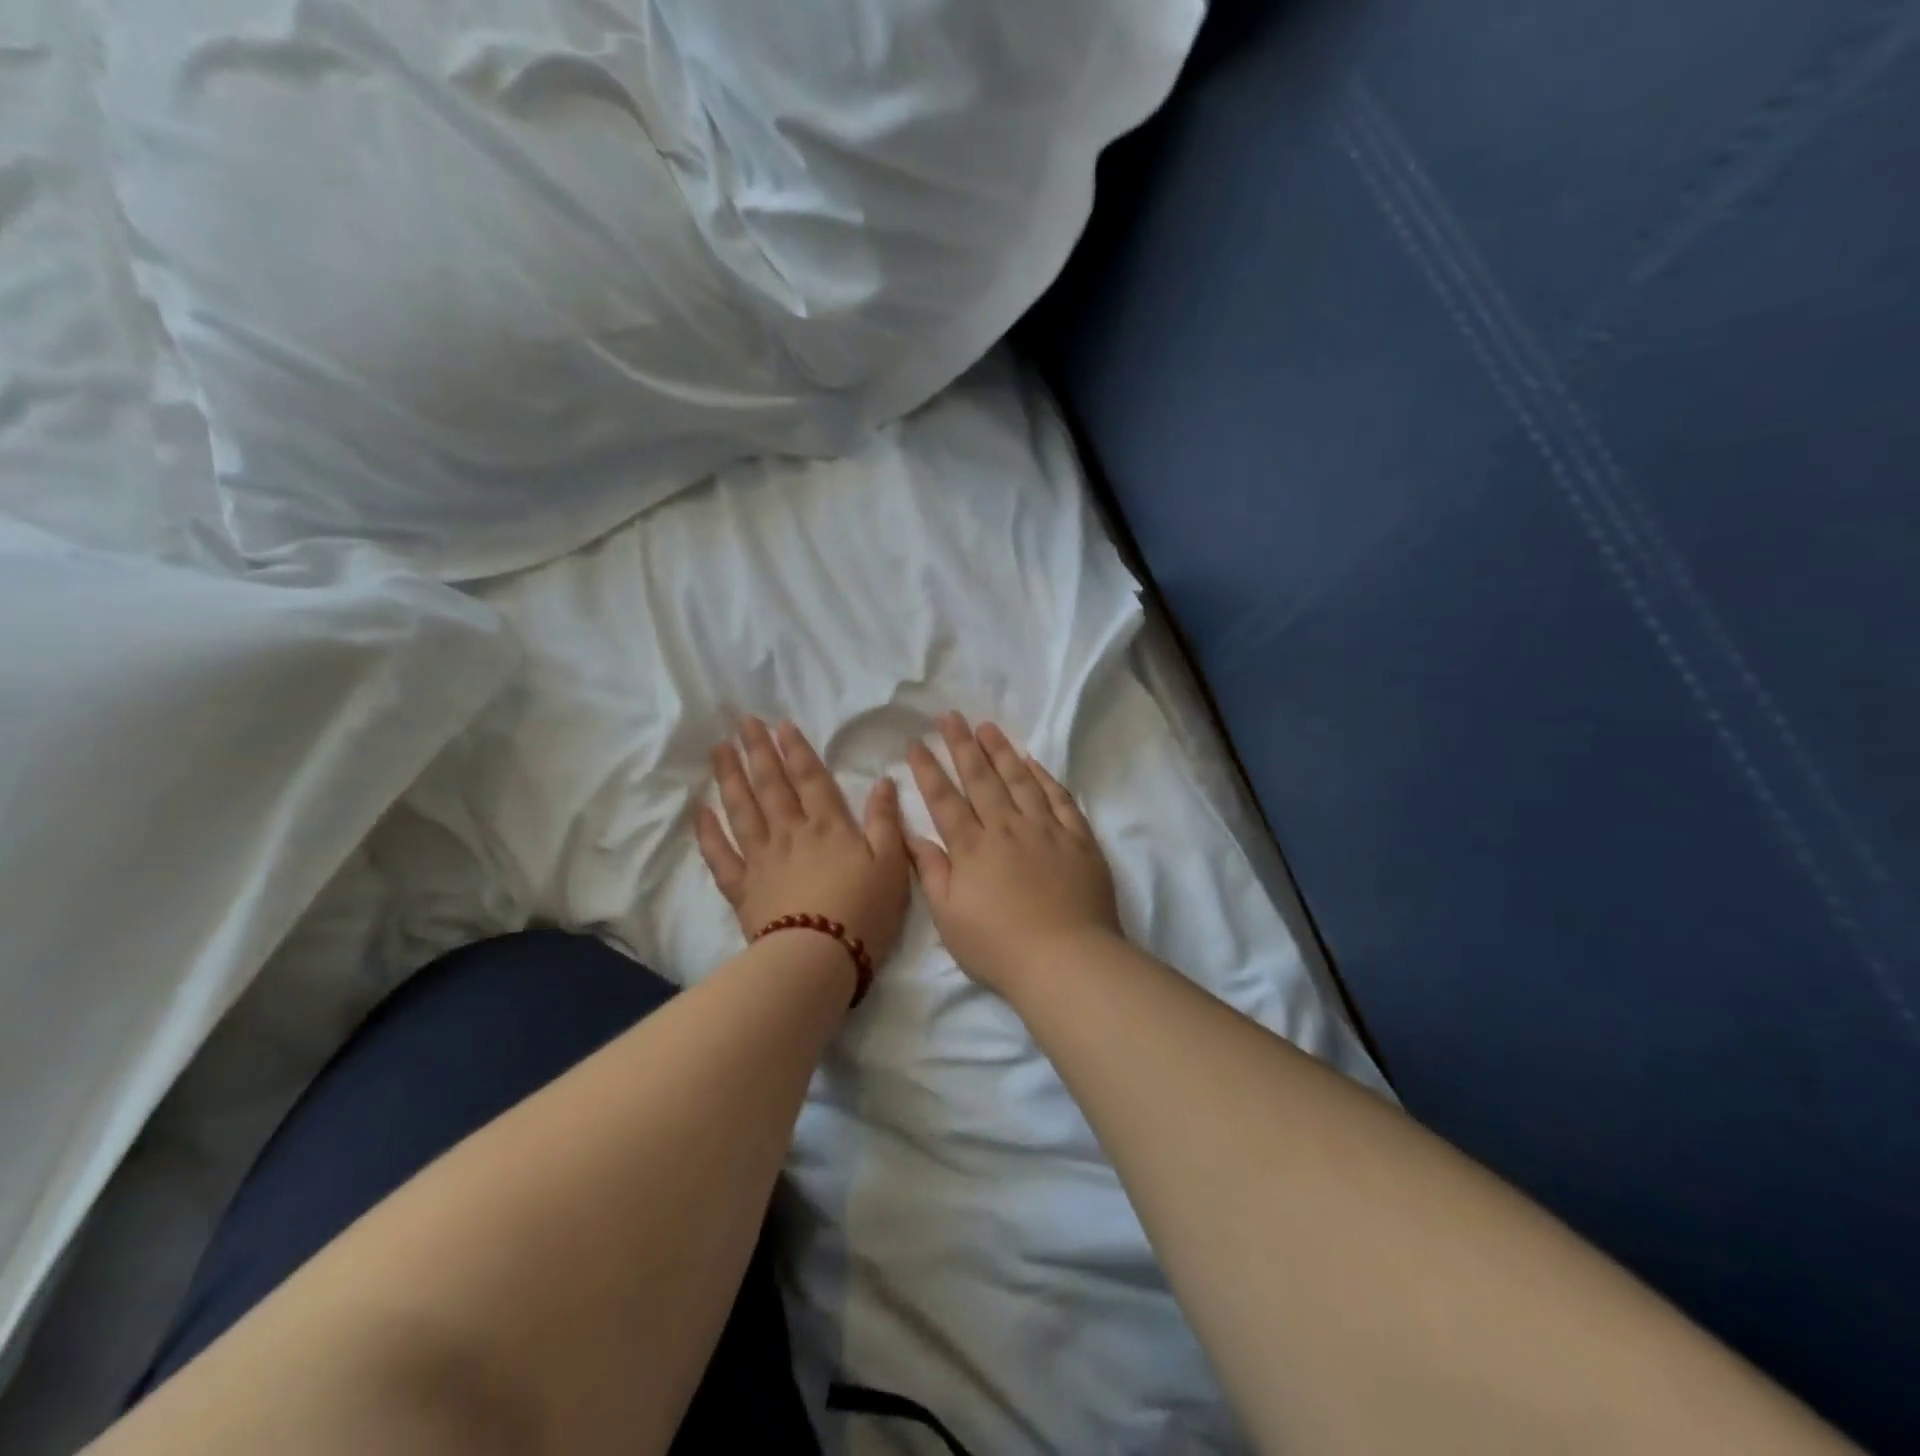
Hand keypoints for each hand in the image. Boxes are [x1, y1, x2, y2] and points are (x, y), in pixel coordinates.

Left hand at [697, 718, 911, 967]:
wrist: (819, 958)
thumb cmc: (864, 911)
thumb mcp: (892, 864)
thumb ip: (885, 821)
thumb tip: (884, 782)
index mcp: (829, 826)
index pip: (810, 778)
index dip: (796, 750)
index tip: (780, 724)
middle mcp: (790, 833)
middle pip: (771, 785)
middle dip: (758, 751)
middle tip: (743, 723)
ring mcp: (761, 859)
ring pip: (742, 810)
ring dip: (730, 778)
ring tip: (720, 750)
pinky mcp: (743, 887)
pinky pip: (720, 855)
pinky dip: (708, 833)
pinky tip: (700, 811)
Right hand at [906, 714, 1122, 997]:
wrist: (1066, 959)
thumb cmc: (999, 946)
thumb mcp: (949, 917)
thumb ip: (931, 871)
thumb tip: (911, 835)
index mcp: (972, 848)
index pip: (945, 800)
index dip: (928, 770)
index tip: (917, 743)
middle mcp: (1006, 828)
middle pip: (981, 779)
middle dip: (962, 745)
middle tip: (951, 716)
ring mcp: (1045, 830)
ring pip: (1020, 780)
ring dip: (1002, 751)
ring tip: (988, 727)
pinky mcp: (1078, 839)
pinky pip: (1060, 799)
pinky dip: (1046, 778)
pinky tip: (1035, 762)